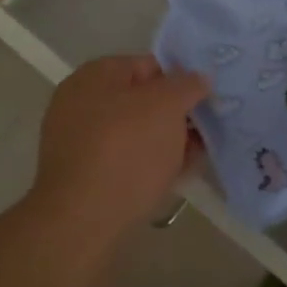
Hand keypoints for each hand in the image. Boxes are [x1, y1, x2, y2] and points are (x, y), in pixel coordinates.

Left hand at [29, 55, 207, 254]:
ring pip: (135, 133)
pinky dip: (149, 165)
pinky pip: (124, 161)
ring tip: (197, 157)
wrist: (82, 220)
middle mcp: (81, 101)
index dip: (180, 80)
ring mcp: (78, 140)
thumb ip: (186, 86)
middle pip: (141, 100)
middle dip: (175, 115)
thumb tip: (198, 77)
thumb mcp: (165, 106)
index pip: (148, 65)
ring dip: (166, 142)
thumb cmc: (126, 151)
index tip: (207, 100)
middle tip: (207, 131)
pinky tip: (175, 177)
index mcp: (95, 75)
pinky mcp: (83, 176)